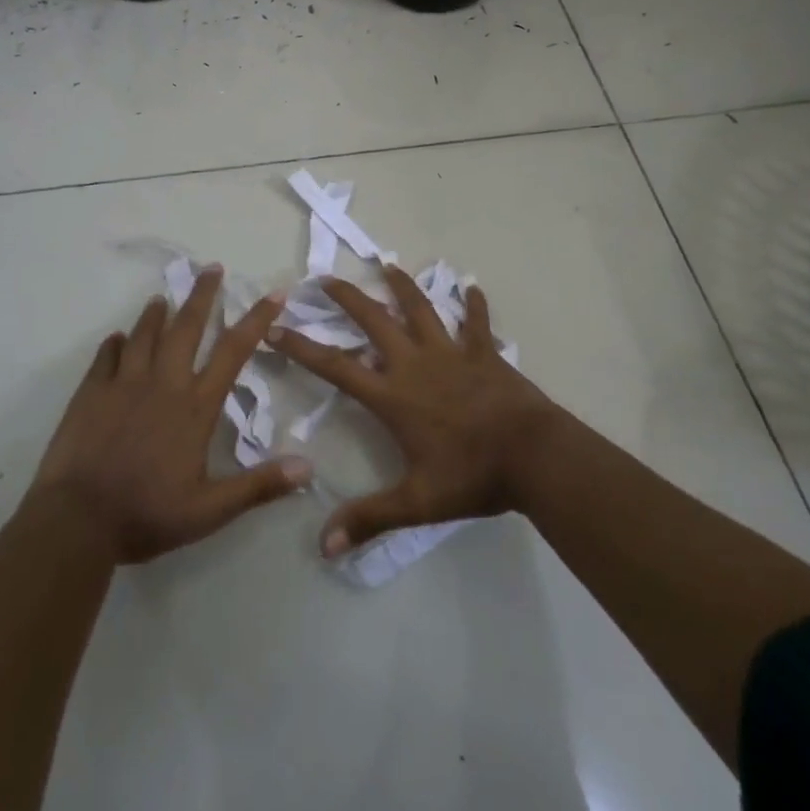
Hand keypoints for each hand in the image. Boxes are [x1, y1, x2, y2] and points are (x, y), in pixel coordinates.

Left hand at [30, 267, 311, 563]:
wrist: (77, 520)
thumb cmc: (147, 514)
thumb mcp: (210, 510)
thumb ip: (258, 486)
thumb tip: (307, 468)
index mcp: (195, 406)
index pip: (233, 351)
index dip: (256, 319)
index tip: (273, 293)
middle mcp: (163, 383)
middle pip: (186, 327)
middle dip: (202, 295)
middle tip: (211, 268)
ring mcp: (124, 383)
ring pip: (144, 334)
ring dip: (156, 313)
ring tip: (163, 297)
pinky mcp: (91, 392)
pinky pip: (106, 356)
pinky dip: (115, 344)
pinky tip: (118, 339)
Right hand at [266, 266, 554, 556]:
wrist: (533, 455)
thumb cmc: (472, 476)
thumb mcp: (417, 503)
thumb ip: (370, 519)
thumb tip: (323, 546)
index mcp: (394, 395)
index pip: (336, 367)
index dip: (302, 348)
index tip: (276, 328)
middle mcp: (416, 364)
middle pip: (374, 322)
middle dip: (347, 299)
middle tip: (325, 279)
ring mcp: (452, 353)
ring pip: (421, 309)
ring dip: (402, 286)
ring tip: (387, 264)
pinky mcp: (484, 353)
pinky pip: (477, 323)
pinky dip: (475, 305)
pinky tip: (473, 287)